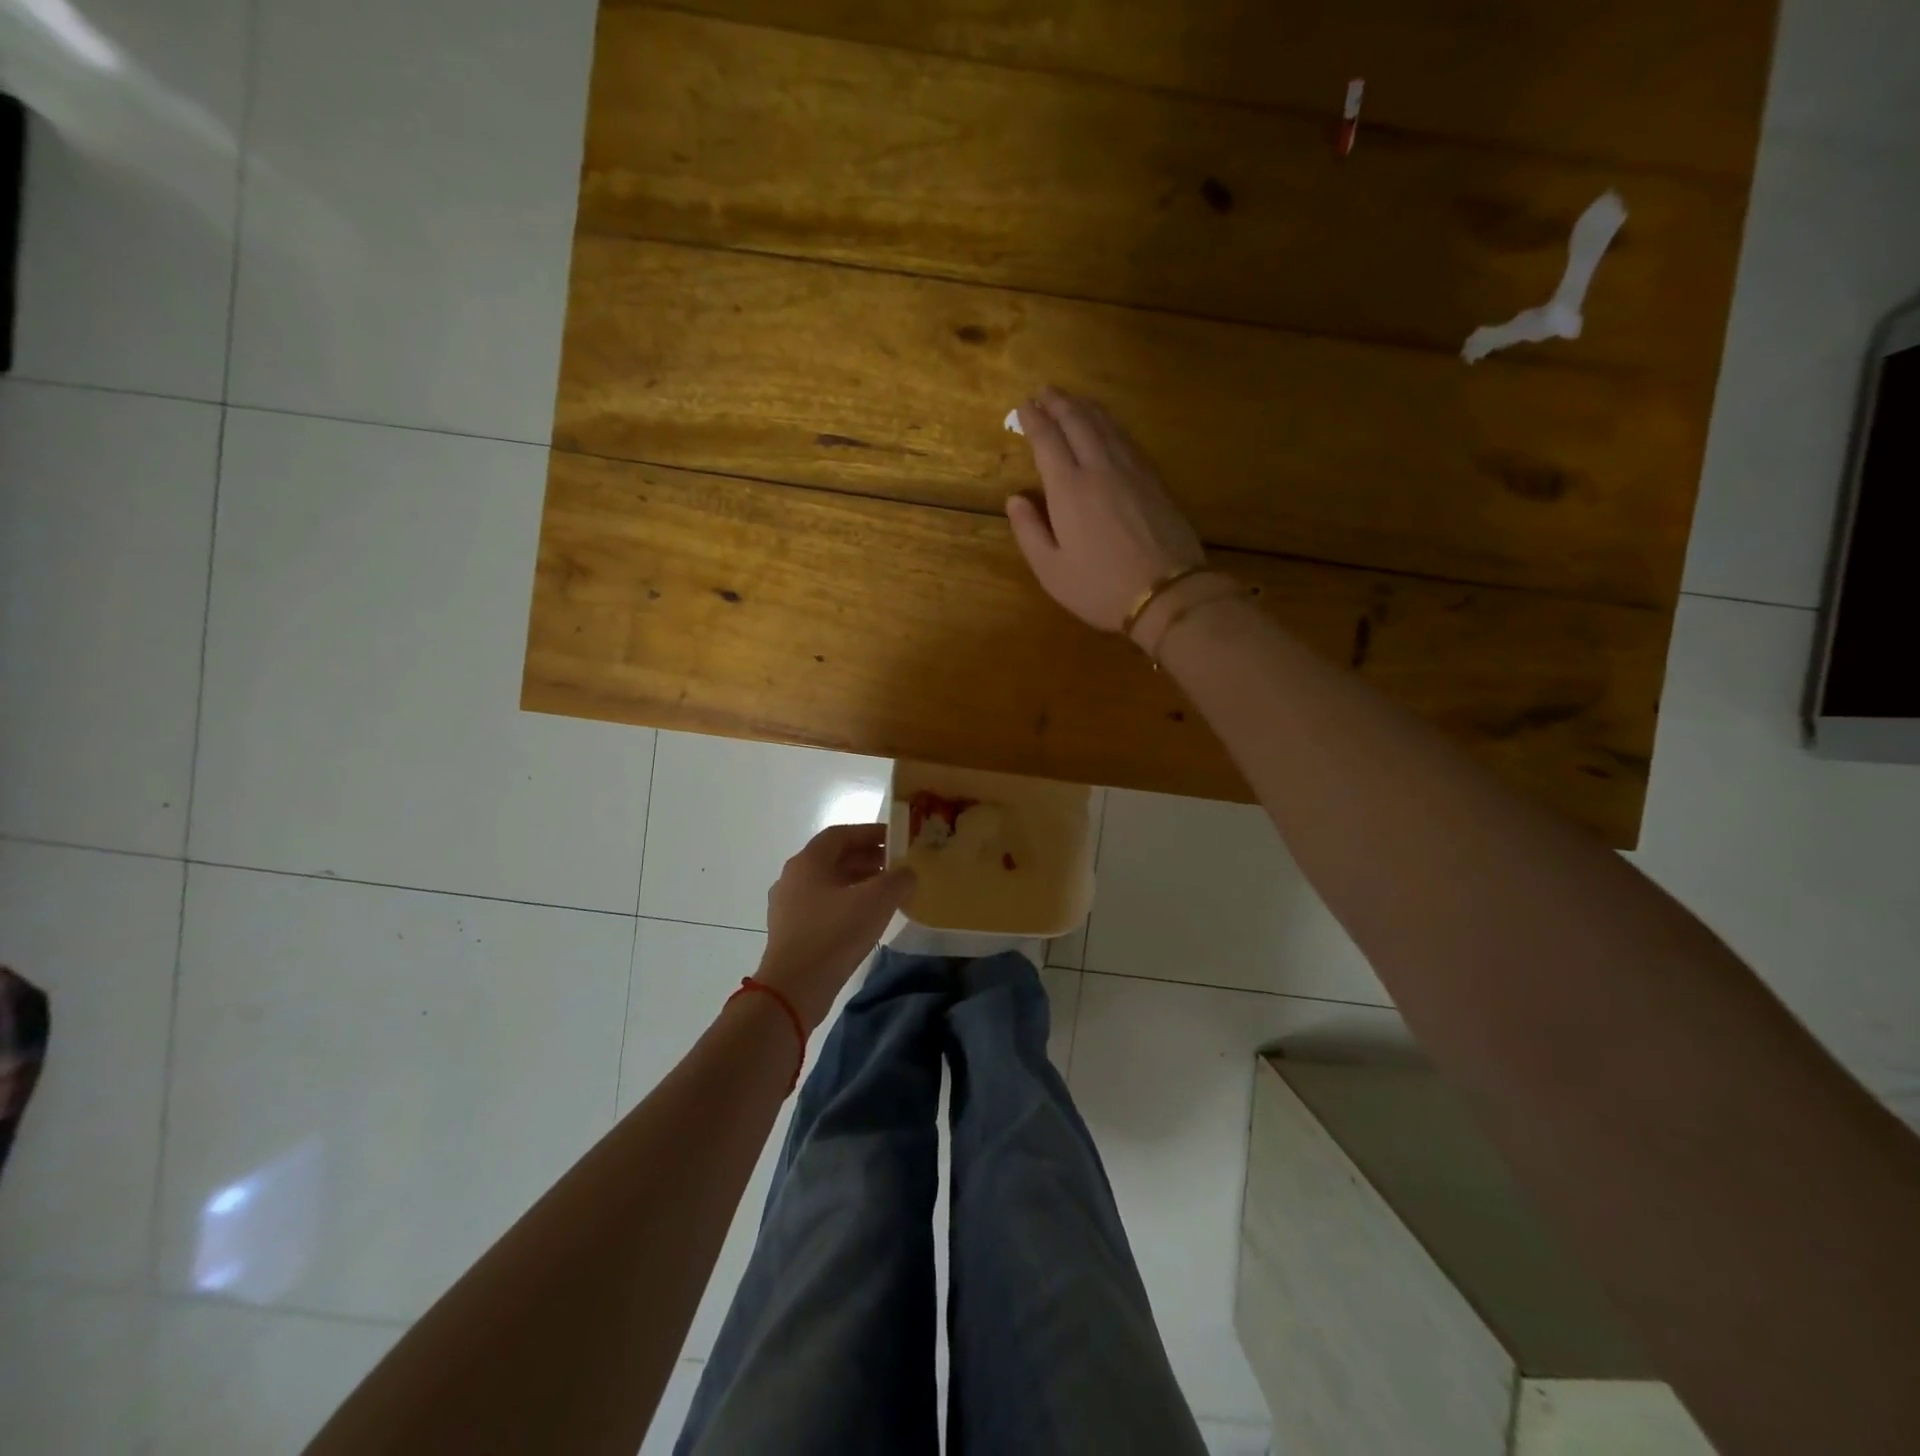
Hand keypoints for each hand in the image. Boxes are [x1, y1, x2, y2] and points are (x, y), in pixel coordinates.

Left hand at [757, 823, 915, 1029]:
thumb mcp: (876, 901)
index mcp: (808, 861)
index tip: (896, 839)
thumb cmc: (834, 934)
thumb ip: (898, 879)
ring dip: (859, 882)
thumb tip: (907, 872)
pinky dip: (848, 903)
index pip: (841, 834)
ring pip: (830, 884)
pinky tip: (868, 918)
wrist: (794, 988)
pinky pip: (824, 906)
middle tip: (898, 865)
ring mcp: (788, 906)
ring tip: (889, 892)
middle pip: (834, 858)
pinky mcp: (792, 931)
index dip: (870, 833)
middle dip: (868, 858)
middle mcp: (793, 877)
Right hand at [1007, 388, 1205, 632]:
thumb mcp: (1051, 570)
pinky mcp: (1154, 480)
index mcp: (1069, 490)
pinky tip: (1107, 425)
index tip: (1024, 406)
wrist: (1167, 593)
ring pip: (1106, 425)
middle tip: (1044, 391)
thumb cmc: (1100, 588)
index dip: (1034, 420)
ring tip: (1072, 398)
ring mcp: (1131, 471)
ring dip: (1085, 407)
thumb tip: (1016, 499)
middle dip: (1059, 403)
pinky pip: (1127, 439)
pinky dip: (1110, 424)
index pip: (1048, 441)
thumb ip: (1029, 531)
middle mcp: (1100, 469)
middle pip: (1078, 423)